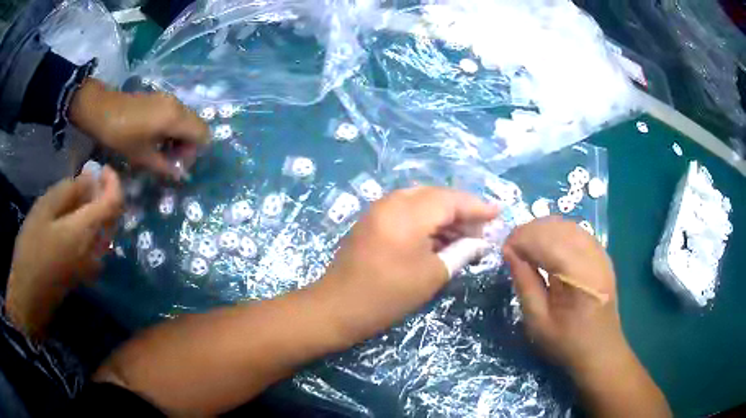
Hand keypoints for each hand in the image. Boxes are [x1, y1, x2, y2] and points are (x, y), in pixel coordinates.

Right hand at [6, 166, 122, 337]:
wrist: (28, 297)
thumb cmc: (31, 249)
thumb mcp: (44, 210)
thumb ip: (69, 191)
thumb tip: (90, 178)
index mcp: (86, 232)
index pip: (114, 203)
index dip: (113, 182)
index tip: (103, 168)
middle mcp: (95, 251)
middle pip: (111, 217)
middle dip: (104, 194)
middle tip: (88, 178)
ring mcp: (90, 267)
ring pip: (103, 231)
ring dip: (96, 210)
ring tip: (78, 195)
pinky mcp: (83, 275)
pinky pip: (95, 244)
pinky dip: (90, 226)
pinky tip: (73, 219)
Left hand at [69, 79, 208, 178]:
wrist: (102, 110)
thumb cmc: (121, 135)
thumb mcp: (142, 156)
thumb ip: (164, 166)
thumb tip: (179, 175)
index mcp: (175, 118)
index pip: (203, 135)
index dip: (194, 153)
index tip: (176, 163)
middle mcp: (178, 105)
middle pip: (198, 126)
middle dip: (189, 146)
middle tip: (170, 159)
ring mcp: (170, 99)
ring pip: (188, 120)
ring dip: (181, 137)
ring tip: (162, 150)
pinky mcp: (161, 98)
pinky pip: (177, 114)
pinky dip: (174, 128)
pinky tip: (156, 137)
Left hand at [318, 187, 497, 342]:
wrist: (337, 308)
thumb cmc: (387, 296)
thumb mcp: (432, 275)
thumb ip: (461, 252)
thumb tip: (482, 242)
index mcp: (407, 213)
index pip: (451, 200)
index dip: (477, 207)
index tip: (498, 213)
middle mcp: (392, 203)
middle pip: (436, 196)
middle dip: (461, 211)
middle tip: (482, 229)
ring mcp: (378, 210)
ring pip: (421, 202)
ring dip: (444, 216)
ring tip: (466, 235)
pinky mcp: (372, 221)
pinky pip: (406, 211)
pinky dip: (426, 221)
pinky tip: (440, 237)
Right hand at [502, 217, 623, 374]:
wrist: (600, 350)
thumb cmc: (566, 342)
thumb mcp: (538, 321)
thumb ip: (525, 283)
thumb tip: (509, 253)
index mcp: (577, 275)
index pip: (545, 240)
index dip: (521, 239)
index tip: (503, 251)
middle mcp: (592, 256)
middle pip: (556, 227)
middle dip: (530, 232)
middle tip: (512, 249)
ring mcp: (600, 253)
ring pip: (567, 225)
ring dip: (543, 230)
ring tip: (527, 246)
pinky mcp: (602, 255)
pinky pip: (578, 231)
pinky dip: (558, 233)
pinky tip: (548, 246)